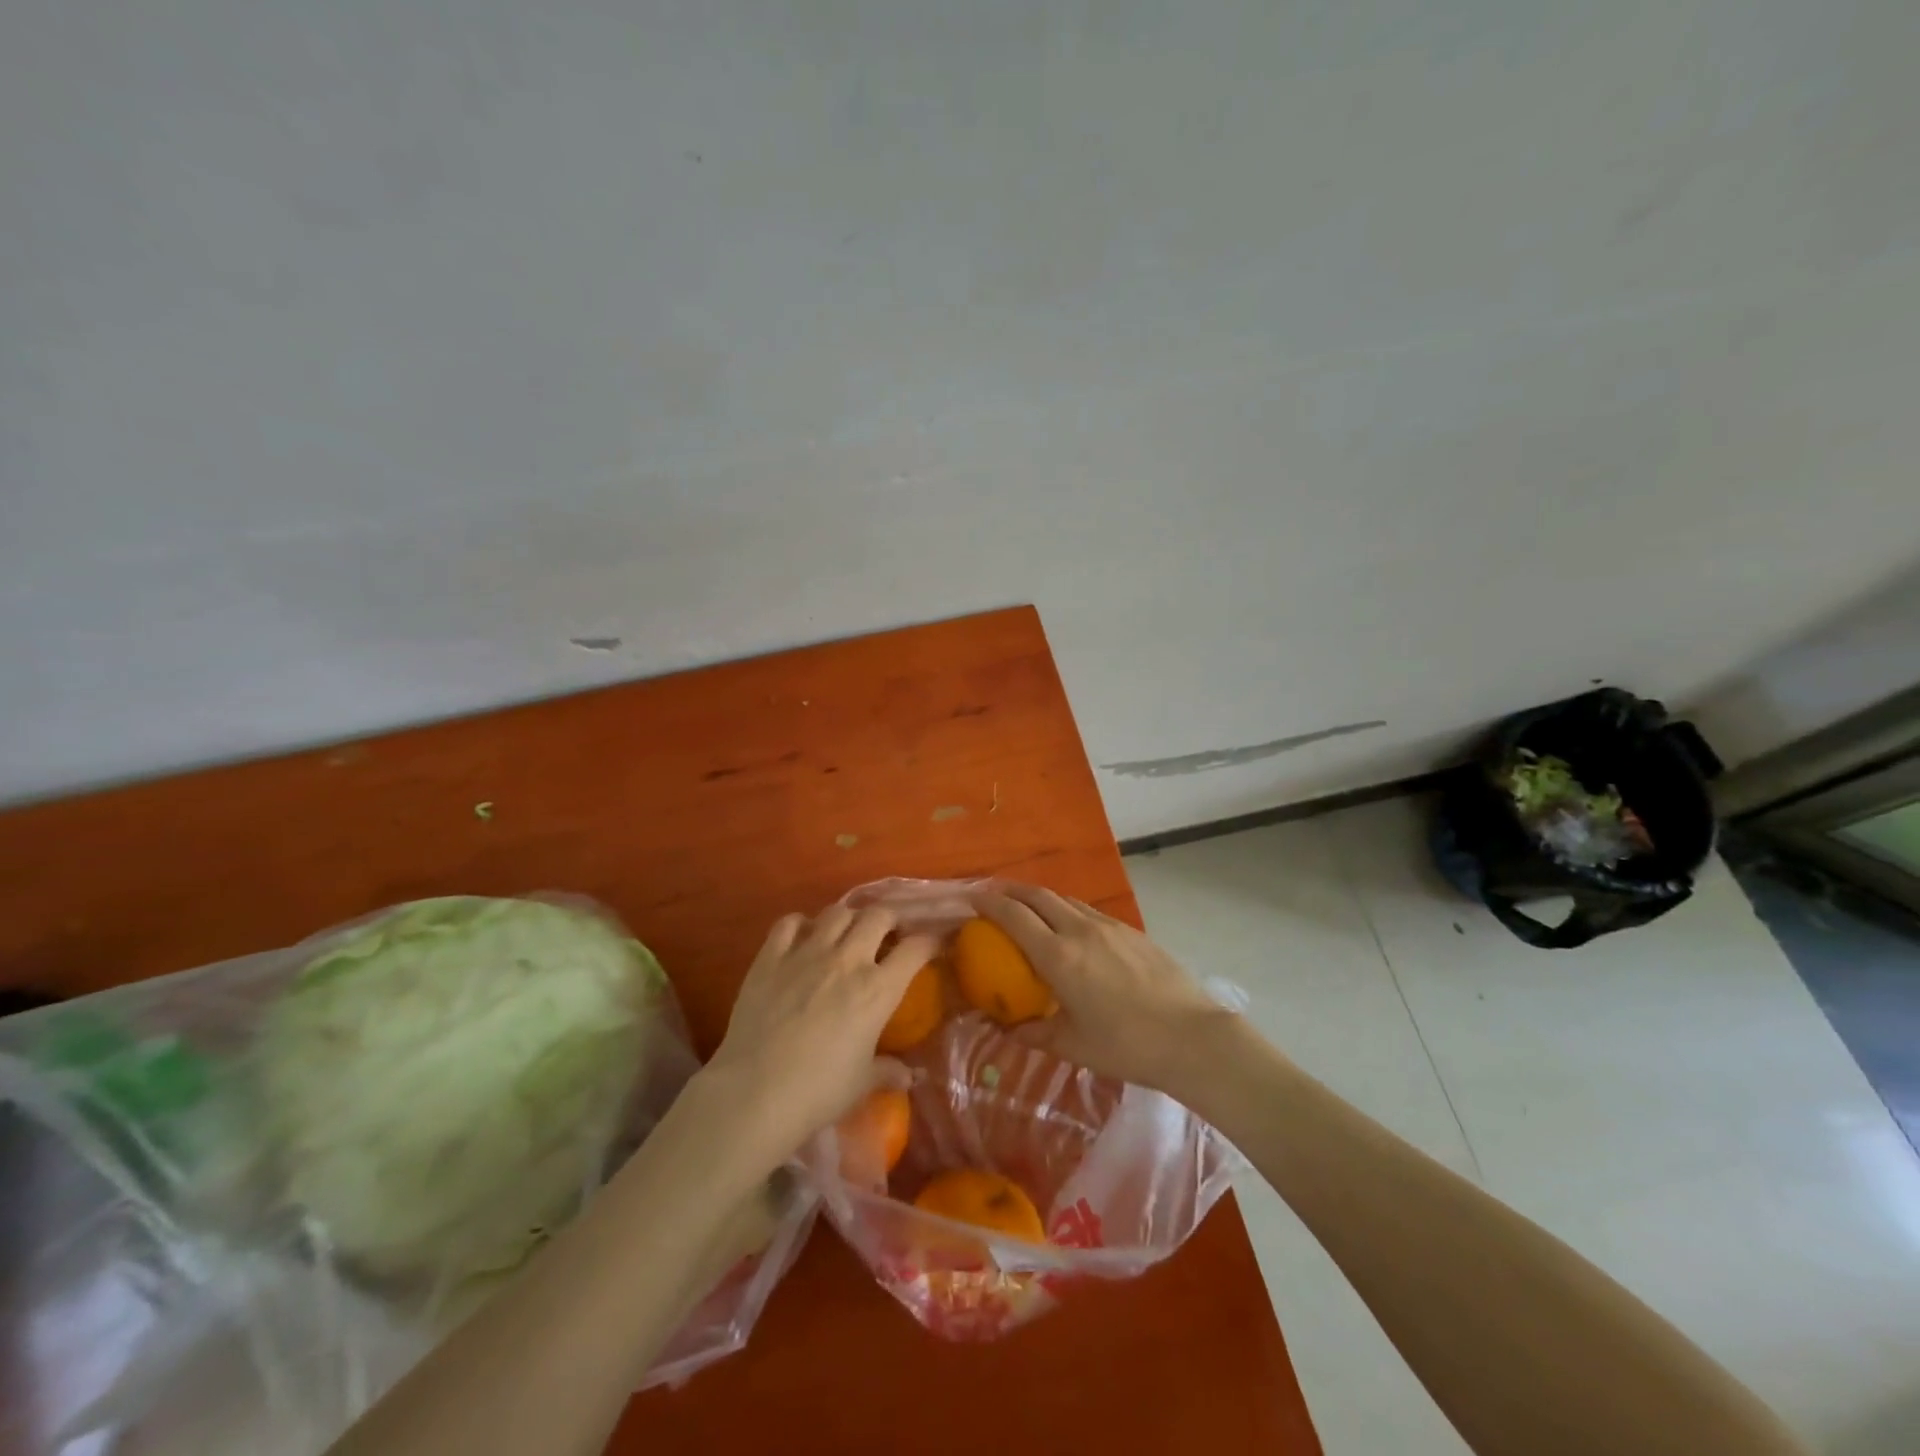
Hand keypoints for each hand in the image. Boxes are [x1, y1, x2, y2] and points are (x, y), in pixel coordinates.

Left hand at [699, 905, 939, 1176]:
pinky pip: (789, 922)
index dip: (930, 941)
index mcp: (878, 989)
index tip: (934, 944)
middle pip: (878, 916)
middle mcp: (847, 960)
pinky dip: (800, 925)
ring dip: (848, 919)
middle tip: (887, 935)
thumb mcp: (861, 1084)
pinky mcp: (770, 958)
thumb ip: (886, 1071)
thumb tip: (907, 1076)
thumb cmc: (818, 1092)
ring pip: (837, 911)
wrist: (755, 1093)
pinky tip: (801, 937)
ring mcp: (806, 953)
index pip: (916, 949)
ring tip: (846, 934)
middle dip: (889, 920)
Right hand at [973, 883, 1241, 1091]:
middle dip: (1011, 890)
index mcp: (1058, 956)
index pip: (1014, 916)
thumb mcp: (1073, 1046)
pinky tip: (1073, 930)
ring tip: (1030, 909)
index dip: (990, 903)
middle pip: (1038, 895)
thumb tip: (1005, 1029)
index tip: (973, 900)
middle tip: (994, 895)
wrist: (1192, 1037)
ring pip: (1066, 899)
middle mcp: (1080, 930)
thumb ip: (1034, 1034)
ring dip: (1041, 898)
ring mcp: (1109, 927)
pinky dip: (1068, 911)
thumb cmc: (1127, 1046)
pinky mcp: (1132, 932)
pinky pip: (1089, 911)